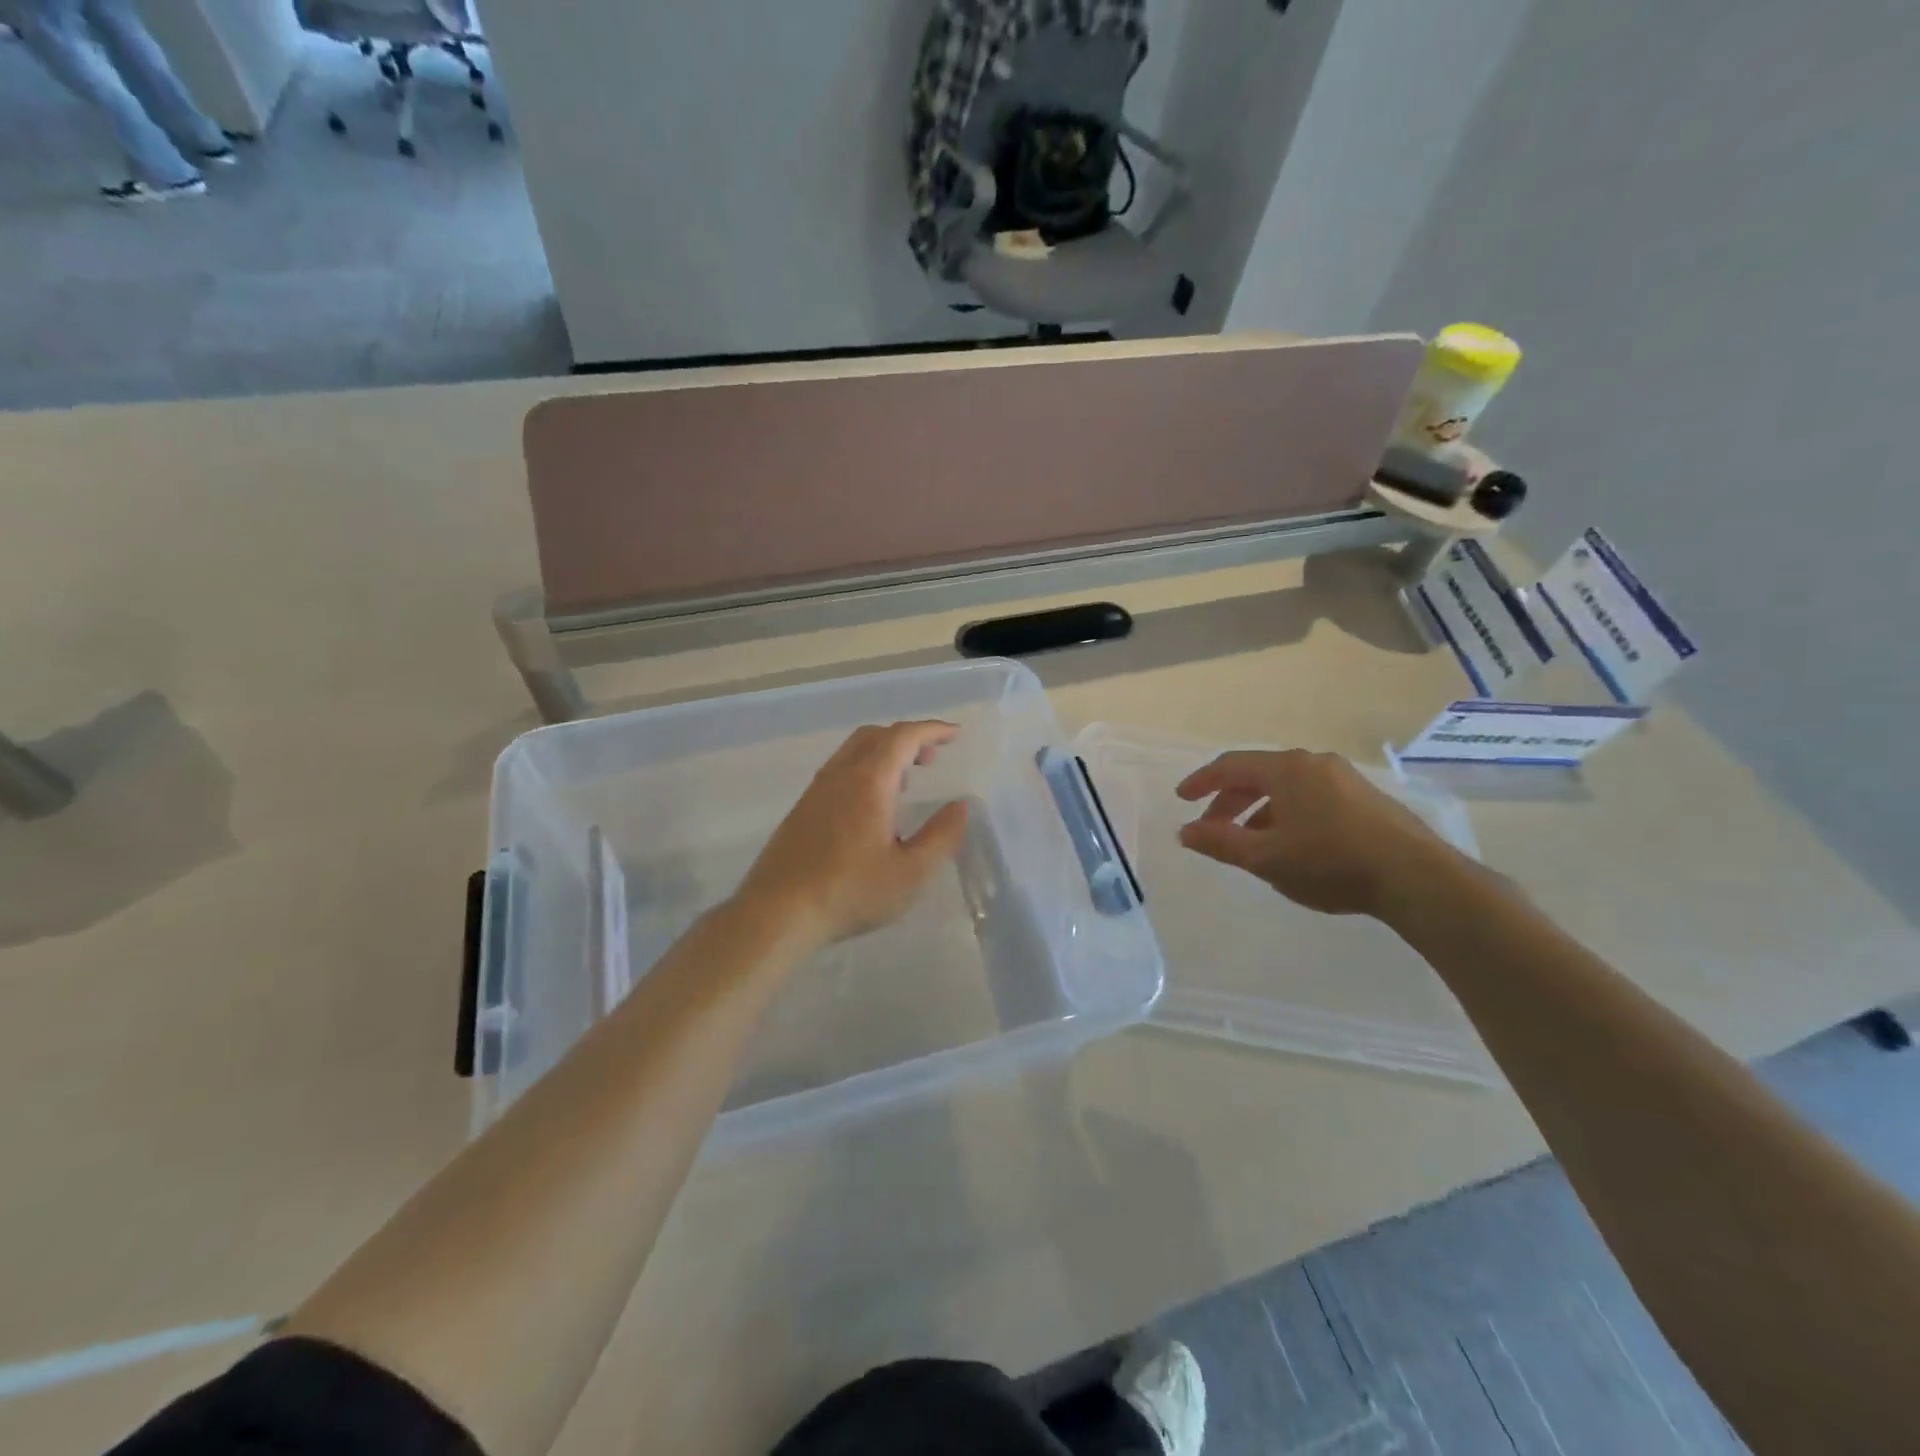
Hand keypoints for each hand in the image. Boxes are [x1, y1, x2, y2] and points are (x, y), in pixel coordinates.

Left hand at [735, 721, 969, 951]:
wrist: (777, 912)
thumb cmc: (850, 892)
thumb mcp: (911, 873)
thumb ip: (941, 836)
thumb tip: (960, 806)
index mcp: (869, 781)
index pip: (903, 737)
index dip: (932, 730)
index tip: (954, 733)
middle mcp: (840, 775)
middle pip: (875, 736)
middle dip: (907, 738)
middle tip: (932, 758)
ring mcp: (816, 791)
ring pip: (853, 752)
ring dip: (884, 754)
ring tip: (906, 783)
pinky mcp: (802, 809)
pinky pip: (839, 771)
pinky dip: (865, 770)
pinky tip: (872, 808)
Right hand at [1175, 749, 1455, 917]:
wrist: (1416, 877)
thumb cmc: (1331, 862)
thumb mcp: (1266, 858)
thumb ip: (1220, 842)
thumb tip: (1185, 832)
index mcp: (1286, 769)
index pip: (1230, 766)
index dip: (1201, 782)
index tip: (1182, 799)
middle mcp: (1313, 763)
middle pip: (1258, 774)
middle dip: (1229, 801)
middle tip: (1211, 828)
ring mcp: (1344, 778)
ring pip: (1286, 788)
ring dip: (1258, 811)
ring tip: (1249, 843)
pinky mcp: (1365, 798)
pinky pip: (1310, 797)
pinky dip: (1287, 814)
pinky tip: (1290, 845)